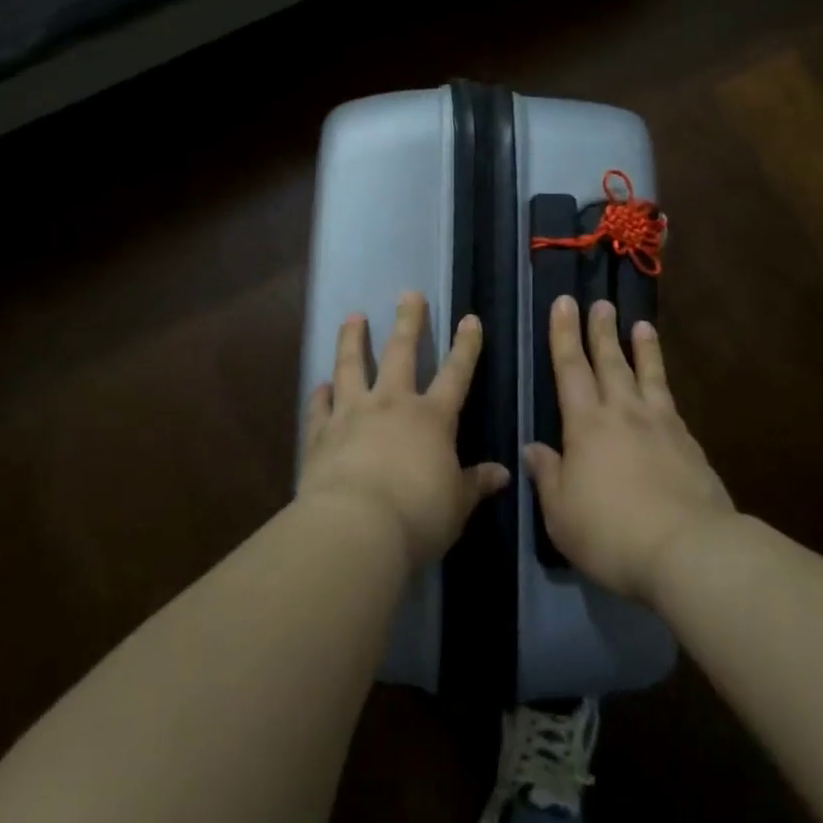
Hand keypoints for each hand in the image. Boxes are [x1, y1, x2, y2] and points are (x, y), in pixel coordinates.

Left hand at [298, 291, 510, 570]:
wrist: (356, 528)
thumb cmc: (417, 516)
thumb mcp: (457, 505)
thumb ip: (475, 484)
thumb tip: (503, 473)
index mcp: (431, 418)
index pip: (455, 374)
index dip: (465, 346)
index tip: (469, 319)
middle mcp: (392, 405)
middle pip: (401, 353)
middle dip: (408, 322)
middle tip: (408, 294)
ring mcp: (352, 414)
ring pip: (352, 367)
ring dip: (353, 340)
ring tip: (353, 318)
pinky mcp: (321, 434)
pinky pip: (320, 407)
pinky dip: (320, 394)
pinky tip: (319, 385)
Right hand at [526, 295, 734, 605]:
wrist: (689, 550)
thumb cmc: (611, 533)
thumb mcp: (561, 514)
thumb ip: (548, 476)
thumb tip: (534, 449)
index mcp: (586, 425)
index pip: (570, 369)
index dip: (564, 335)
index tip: (563, 303)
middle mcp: (623, 413)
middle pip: (610, 362)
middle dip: (601, 330)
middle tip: (599, 302)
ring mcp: (661, 426)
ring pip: (647, 375)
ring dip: (641, 348)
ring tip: (641, 324)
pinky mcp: (689, 444)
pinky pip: (671, 403)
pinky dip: (664, 385)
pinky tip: (663, 388)